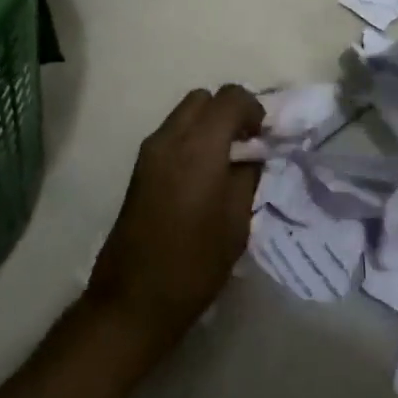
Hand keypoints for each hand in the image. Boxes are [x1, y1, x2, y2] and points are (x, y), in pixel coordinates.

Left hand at [87, 85, 263, 346]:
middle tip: (245, 144)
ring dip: (208, 124)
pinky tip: (203, 176)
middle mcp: (170, 137)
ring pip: (185, 113)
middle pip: (203, 98)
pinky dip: (191, 139)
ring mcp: (150, 151)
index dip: (253, 109)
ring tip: (226, 162)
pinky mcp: (139, 167)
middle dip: (228, 111)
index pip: (230, 98)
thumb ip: (248, 176)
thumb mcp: (236, 221)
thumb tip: (253, 153)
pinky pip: (171, 134)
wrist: (133, 299)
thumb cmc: (194, 263)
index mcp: (199, 147)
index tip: (264, 137)